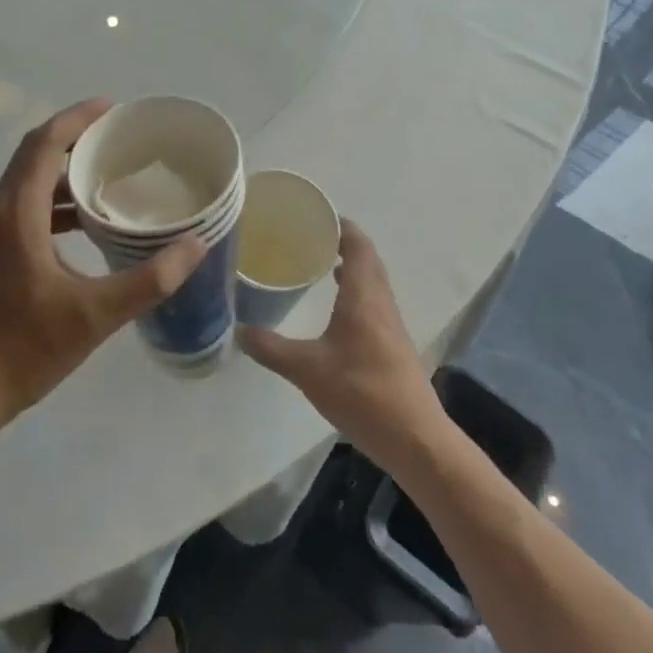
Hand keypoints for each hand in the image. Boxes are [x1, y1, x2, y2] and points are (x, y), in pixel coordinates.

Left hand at [0, 99, 205, 433]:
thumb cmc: (25, 349)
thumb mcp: (96, 315)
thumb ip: (150, 279)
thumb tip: (195, 244)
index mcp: (17, 214)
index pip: (44, 144)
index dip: (77, 118)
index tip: (113, 108)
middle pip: (33, 154)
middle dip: (74, 136)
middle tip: (118, 135)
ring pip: (28, 180)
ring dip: (64, 168)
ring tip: (109, 171)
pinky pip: (25, 205)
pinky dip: (55, 198)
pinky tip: (86, 220)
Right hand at [236, 219, 447, 474]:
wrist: (415, 438)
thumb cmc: (362, 393)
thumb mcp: (307, 370)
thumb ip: (271, 348)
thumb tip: (238, 329)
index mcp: (364, 295)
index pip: (358, 244)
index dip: (341, 225)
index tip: (316, 214)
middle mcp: (381, 301)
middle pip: (367, 258)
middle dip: (342, 242)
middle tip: (310, 236)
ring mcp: (390, 324)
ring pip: (372, 280)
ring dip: (351, 266)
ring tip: (319, 263)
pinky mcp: (392, 344)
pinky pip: (373, 301)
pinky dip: (355, 290)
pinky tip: (336, 308)